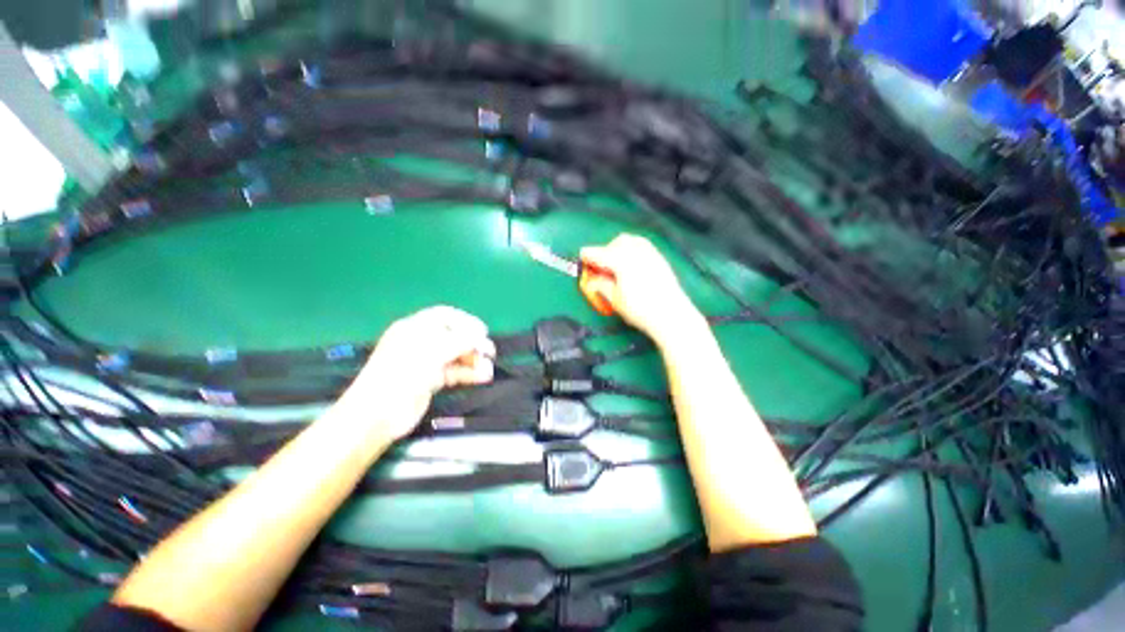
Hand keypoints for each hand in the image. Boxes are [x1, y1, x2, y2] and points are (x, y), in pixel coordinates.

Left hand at [342, 306, 494, 440]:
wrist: (379, 414)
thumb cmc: (403, 373)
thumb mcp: (433, 351)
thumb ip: (461, 341)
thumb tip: (482, 337)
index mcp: (415, 328)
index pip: (445, 316)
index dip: (466, 321)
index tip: (483, 331)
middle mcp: (421, 342)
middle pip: (453, 336)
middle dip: (473, 343)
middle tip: (489, 352)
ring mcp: (426, 362)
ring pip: (456, 356)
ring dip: (474, 360)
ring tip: (488, 369)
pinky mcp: (431, 381)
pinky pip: (454, 372)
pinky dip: (469, 374)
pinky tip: (483, 377)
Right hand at [580, 234, 702, 341]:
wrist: (672, 315)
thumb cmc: (640, 310)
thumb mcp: (615, 300)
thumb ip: (600, 286)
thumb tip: (591, 281)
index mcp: (621, 261)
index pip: (599, 253)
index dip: (588, 256)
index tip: (581, 259)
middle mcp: (636, 251)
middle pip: (616, 243)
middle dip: (605, 251)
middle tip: (601, 267)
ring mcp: (650, 253)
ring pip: (630, 241)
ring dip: (619, 248)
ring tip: (616, 265)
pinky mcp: (660, 258)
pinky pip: (642, 246)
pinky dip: (632, 250)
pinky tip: (632, 265)